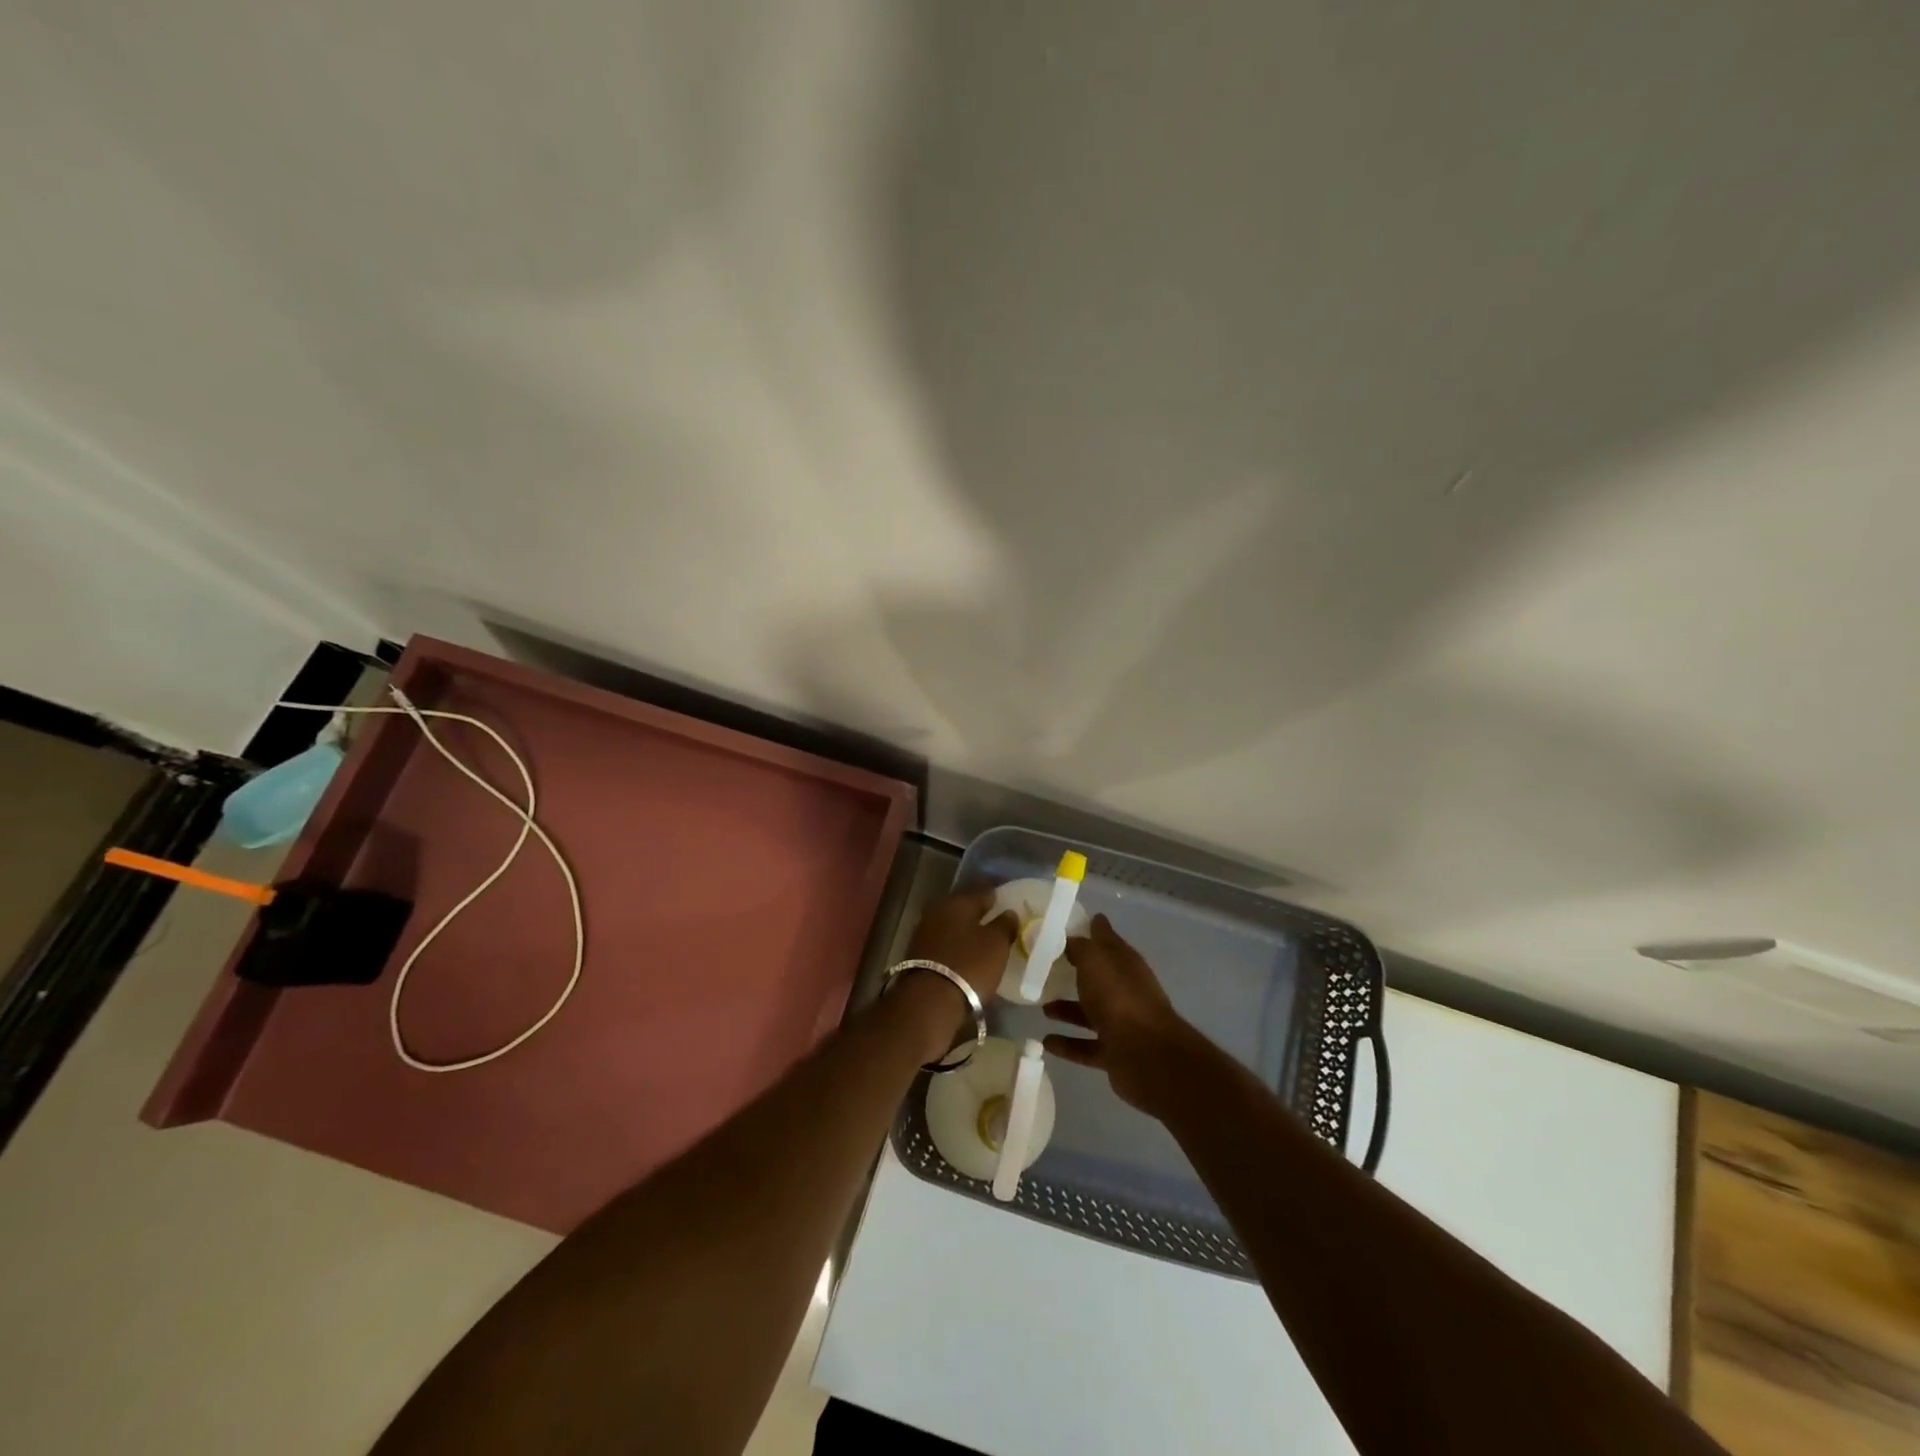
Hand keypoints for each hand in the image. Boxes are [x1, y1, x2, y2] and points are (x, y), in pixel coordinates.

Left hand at [904, 888, 1016, 1004]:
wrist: (928, 1000)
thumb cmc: (969, 965)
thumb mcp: (996, 945)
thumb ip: (1004, 925)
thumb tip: (1009, 912)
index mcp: (958, 901)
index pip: (983, 892)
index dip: (997, 898)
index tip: (1008, 903)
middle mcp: (937, 910)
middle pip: (964, 908)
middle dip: (979, 914)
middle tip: (996, 923)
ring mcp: (924, 931)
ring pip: (951, 925)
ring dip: (965, 931)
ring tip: (982, 941)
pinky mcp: (917, 953)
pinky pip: (943, 942)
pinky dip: (954, 946)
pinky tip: (965, 955)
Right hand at [1044, 914, 1206, 1117]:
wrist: (1146, 1054)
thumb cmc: (1118, 997)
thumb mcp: (1094, 961)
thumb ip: (1080, 948)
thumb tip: (1071, 939)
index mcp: (1125, 962)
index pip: (1107, 938)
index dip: (1093, 928)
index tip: (1074, 922)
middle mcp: (1125, 989)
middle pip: (1099, 977)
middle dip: (1077, 972)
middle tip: (1049, 968)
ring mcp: (1122, 1023)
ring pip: (1091, 1012)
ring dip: (1068, 1010)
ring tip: (1042, 1007)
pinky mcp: (1115, 1052)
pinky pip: (1086, 1046)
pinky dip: (1068, 1044)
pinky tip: (1046, 1041)